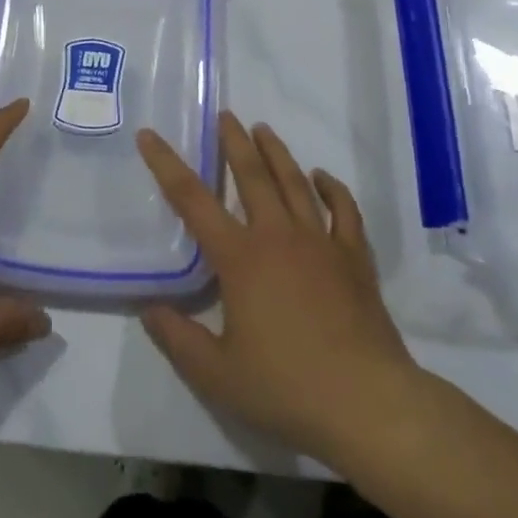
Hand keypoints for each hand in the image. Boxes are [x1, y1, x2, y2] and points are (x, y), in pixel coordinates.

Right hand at [137, 113, 434, 468]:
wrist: (367, 402)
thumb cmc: (286, 387)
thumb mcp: (217, 375)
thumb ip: (177, 339)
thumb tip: (150, 309)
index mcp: (240, 257)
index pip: (192, 200)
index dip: (167, 165)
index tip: (151, 135)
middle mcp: (277, 236)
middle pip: (252, 175)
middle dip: (234, 142)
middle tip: (225, 115)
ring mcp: (320, 243)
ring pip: (295, 183)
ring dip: (277, 153)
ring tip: (263, 129)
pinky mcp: (354, 258)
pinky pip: (343, 210)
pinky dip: (332, 188)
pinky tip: (322, 177)